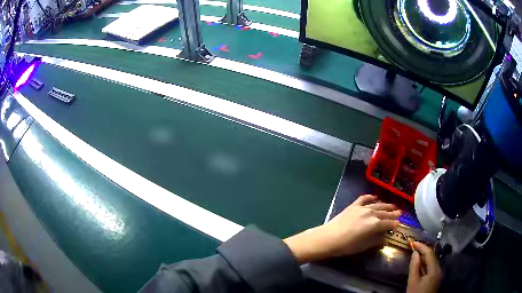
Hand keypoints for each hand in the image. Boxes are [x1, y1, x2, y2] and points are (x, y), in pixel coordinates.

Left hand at [284, 194, 399, 263]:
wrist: (328, 238)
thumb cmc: (346, 245)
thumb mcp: (363, 246)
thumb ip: (375, 241)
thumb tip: (385, 240)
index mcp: (375, 224)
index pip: (388, 223)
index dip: (394, 224)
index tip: (398, 223)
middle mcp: (371, 213)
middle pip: (384, 213)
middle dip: (393, 213)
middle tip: (399, 212)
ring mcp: (362, 208)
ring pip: (377, 205)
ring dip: (385, 205)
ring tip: (392, 205)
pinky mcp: (353, 205)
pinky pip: (364, 198)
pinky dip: (370, 197)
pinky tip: (375, 197)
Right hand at [407, 242, 442, 292]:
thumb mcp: (413, 282)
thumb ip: (414, 266)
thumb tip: (415, 253)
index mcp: (435, 269)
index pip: (429, 253)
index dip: (421, 246)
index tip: (413, 242)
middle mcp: (439, 268)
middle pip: (432, 256)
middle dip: (423, 250)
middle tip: (413, 247)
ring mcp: (438, 273)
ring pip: (432, 261)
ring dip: (424, 257)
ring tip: (415, 253)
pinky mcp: (436, 277)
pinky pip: (431, 266)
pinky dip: (425, 263)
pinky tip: (419, 264)